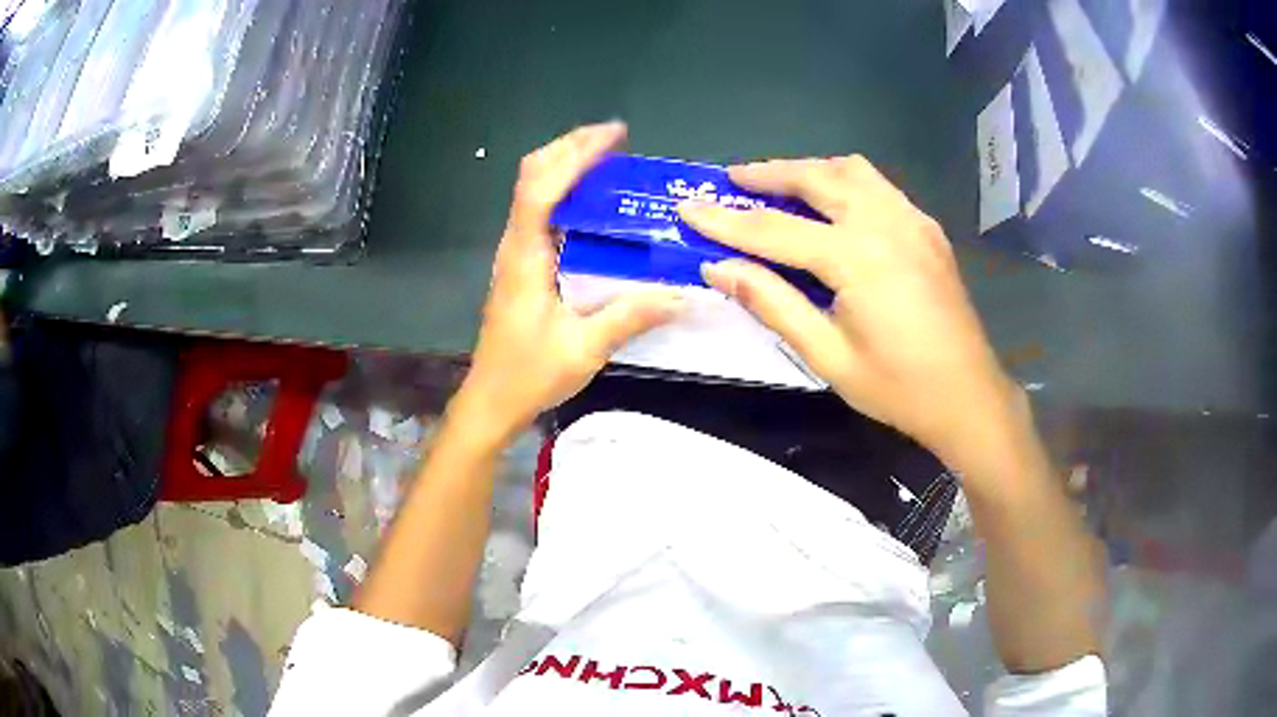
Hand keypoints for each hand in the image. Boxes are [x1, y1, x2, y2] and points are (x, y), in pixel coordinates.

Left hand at [453, 123, 683, 442]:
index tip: (614, 136)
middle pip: (532, 175)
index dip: (575, 154)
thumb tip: (683, 295)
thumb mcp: (585, 348)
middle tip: (615, 139)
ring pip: (533, 189)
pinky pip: (540, 211)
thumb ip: (631, 316)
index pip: (542, 186)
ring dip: (566, 165)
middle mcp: (515, 243)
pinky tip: (596, 202)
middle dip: (570, 147)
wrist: (491, 401)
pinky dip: (566, 191)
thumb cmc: (529, 374)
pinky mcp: (522, 265)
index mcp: (525, 255)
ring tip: (609, 159)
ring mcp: (515, 252)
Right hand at [679, 156, 1020, 471]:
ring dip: (810, 170)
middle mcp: (885, 222)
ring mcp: (911, 220)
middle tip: (732, 179)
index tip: (687, 208)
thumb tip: (719, 269)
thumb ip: (773, 304)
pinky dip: (847, 183)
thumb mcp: (828, 355)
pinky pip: (880, 187)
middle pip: (816, 178)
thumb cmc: (898, 388)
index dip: (725, 220)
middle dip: (768, 174)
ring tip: (780, 184)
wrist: (968, 396)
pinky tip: (836, 206)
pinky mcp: (927, 229)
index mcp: (857, 256)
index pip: (773, 230)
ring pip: (852, 171)